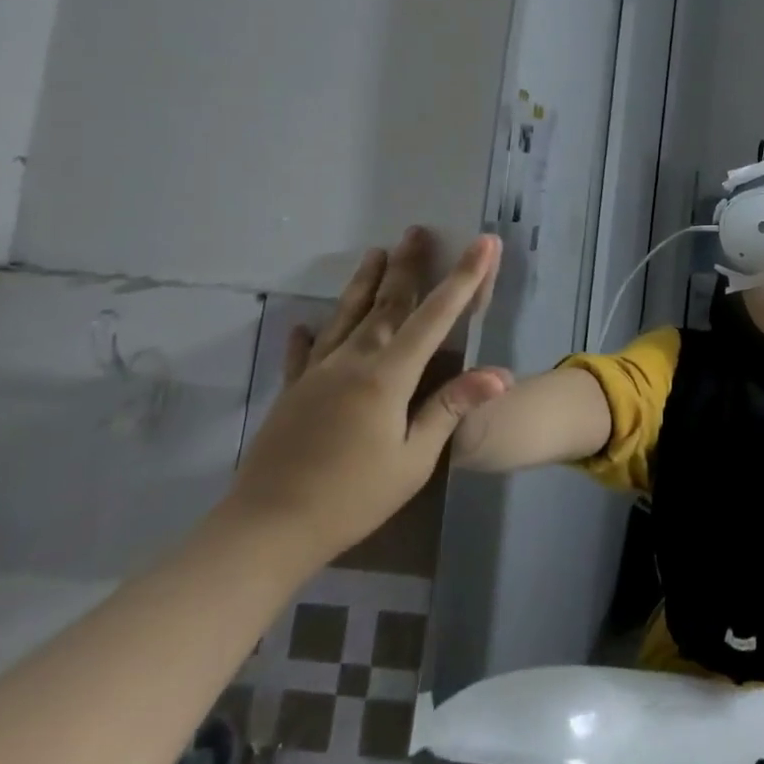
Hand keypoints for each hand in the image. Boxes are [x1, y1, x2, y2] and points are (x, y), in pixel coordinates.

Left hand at [223, 227, 508, 569]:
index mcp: (386, 377)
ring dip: (365, 283)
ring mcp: (316, 375)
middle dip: (408, 266)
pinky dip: (308, 334)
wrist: (264, 532)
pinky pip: (303, 353)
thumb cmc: (350, 498)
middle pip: (387, 304)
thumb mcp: (413, 460)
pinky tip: (303, 322)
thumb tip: (499, 374)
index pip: (434, 317)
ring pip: (346, 316)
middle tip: (417, 231)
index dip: (463, 278)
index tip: (483, 244)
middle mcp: (351, 362)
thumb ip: (449, 409)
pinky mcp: (291, 394)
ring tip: (377, 252)